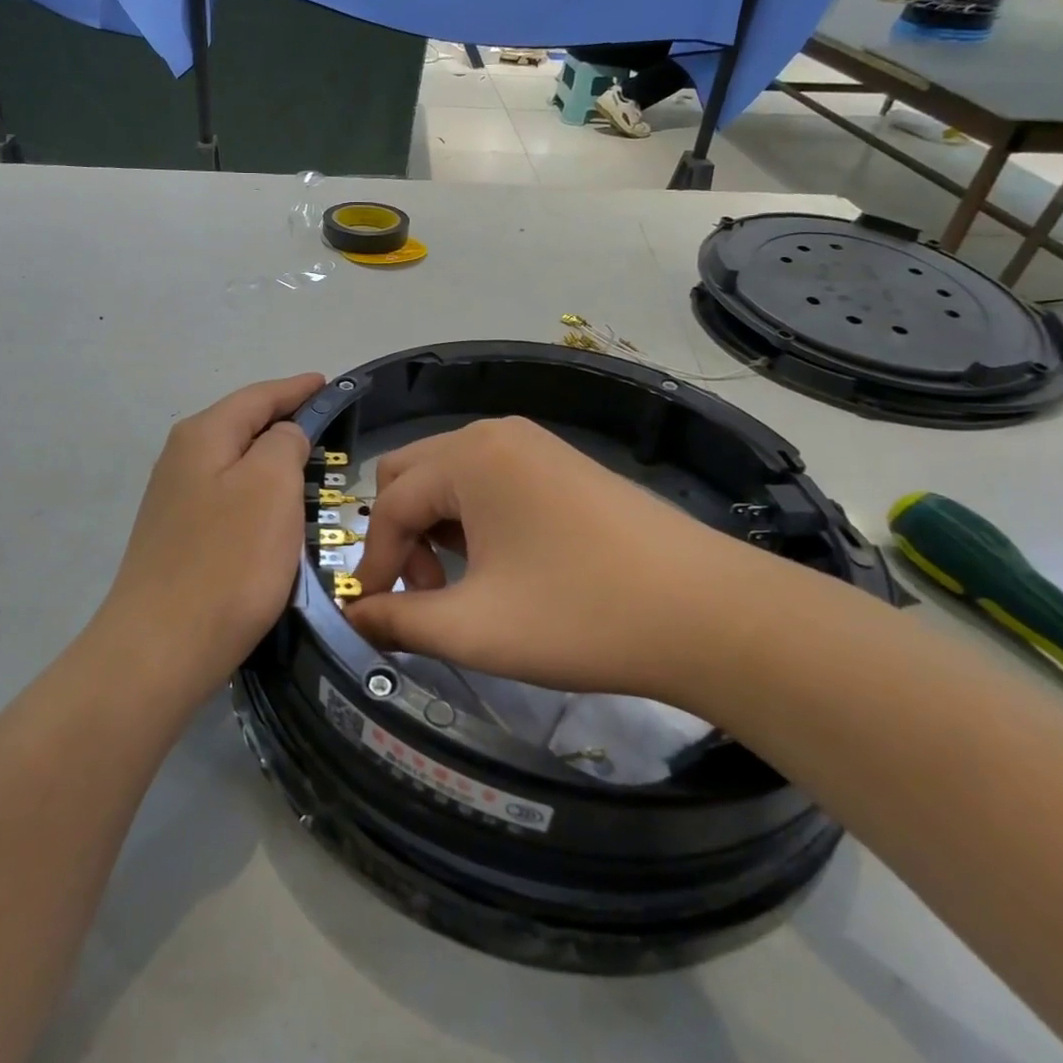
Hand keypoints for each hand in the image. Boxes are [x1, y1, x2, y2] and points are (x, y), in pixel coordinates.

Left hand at [95, 373, 324, 699]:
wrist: (162, 647)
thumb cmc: (228, 560)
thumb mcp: (271, 485)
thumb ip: (284, 443)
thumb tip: (283, 436)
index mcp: (203, 435)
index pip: (258, 396)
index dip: (297, 389)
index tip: (329, 384)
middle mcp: (181, 458)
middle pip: (241, 424)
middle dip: (283, 420)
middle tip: (327, 425)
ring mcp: (174, 499)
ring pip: (234, 462)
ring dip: (270, 459)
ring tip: (308, 464)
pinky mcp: (177, 537)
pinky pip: (228, 496)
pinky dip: (257, 492)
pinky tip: (273, 510)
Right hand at [345, 417, 785, 704]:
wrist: (711, 614)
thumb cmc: (580, 616)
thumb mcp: (473, 628)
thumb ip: (396, 621)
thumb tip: (351, 619)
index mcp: (467, 457)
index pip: (388, 505)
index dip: (374, 563)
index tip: (374, 616)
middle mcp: (494, 434)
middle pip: (410, 476)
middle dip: (400, 535)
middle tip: (423, 594)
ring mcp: (535, 444)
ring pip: (450, 477)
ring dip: (435, 527)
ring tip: (460, 586)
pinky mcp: (564, 464)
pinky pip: (490, 481)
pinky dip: (473, 518)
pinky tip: (500, 566)